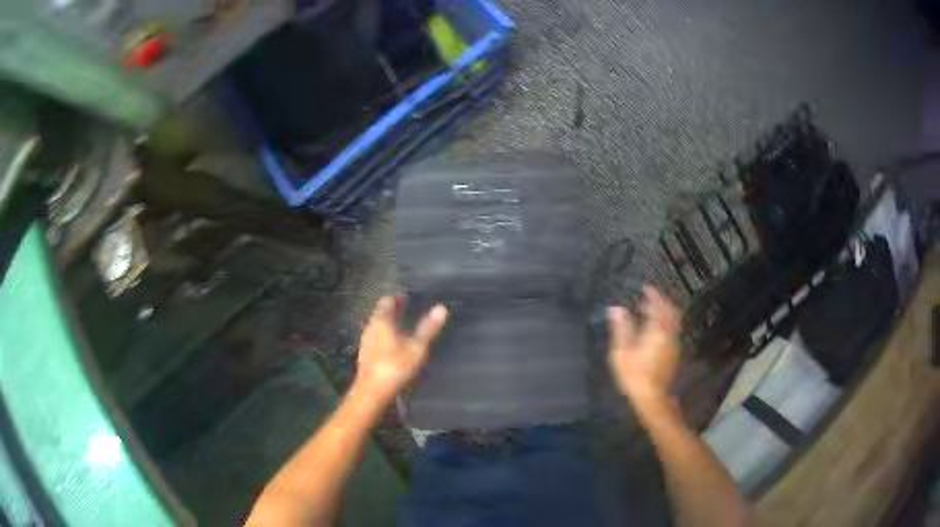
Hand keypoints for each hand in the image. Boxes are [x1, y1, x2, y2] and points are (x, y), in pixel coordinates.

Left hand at [353, 296, 447, 405]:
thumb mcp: (417, 347)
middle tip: (408, 310)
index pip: (387, 301)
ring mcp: (366, 343)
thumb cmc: (395, 366)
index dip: (397, 298)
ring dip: (389, 325)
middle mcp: (371, 328)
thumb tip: (441, 308)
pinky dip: (386, 338)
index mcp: (381, 321)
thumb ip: (428, 328)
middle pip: (381, 314)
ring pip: (378, 328)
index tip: (408, 297)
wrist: (372, 392)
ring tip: (404, 328)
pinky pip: (377, 340)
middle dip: (394, 311)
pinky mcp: (366, 357)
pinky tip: (394, 347)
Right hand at [608, 286, 681, 404]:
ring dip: (664, 313)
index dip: (653, 295)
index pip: (658, 306)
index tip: (646, 288)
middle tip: (649, 299)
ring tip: (649, 313)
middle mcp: (669, 333)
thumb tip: (616, 309)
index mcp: (657, 330)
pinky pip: (672, 330)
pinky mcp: (674, 353)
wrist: (651, 396)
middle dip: (662, 302)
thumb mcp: (621, 351)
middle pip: (671, 311)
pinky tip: (654, 331)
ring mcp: (674, 344)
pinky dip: (665, 324)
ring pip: (673, 321)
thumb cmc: (634, 373)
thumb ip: (621, 328)